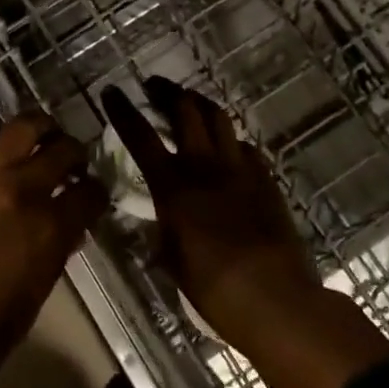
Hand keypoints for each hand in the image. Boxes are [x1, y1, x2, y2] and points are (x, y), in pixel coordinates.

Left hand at [0, 115, 106, 387]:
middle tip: (72, 157)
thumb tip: (58, 231)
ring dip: (35, 130)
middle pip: (60, 150)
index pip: (89, 194)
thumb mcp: (32, 297)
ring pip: (18, 129)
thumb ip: (48, 253)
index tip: (94, 192)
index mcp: (49, 231)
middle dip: (73, 152)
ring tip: (36, 137)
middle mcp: (20, 193)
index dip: (96, 191)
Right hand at [103, 78, 388, 387]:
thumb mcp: (171, 259)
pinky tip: (228, 151)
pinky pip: (245, 147)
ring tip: (190, 104)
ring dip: (200, 104)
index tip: (112, 91)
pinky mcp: (267, 180)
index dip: (123, 111)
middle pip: (186, 110)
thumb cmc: (213, 289)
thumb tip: (158, 217)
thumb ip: (162, 227)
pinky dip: (231, 141)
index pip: (141, 137)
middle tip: (155, 87)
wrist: (276, 300)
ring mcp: (240, 169)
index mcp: (173, 187)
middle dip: (167, 92)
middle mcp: (204, 167)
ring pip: (219, 118)